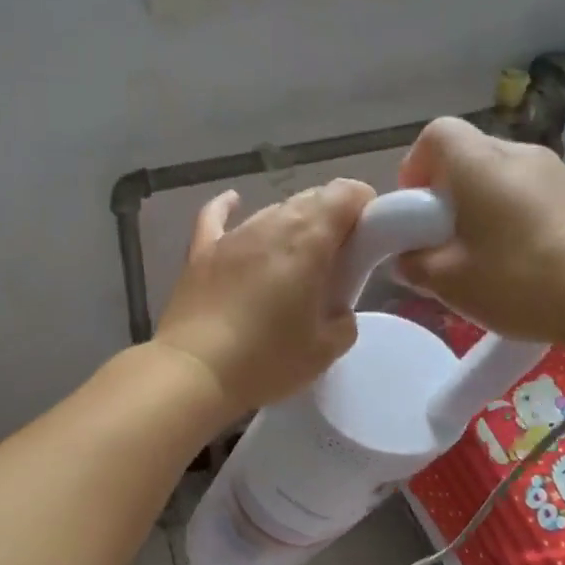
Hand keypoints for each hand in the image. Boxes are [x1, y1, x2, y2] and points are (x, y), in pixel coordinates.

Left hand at [154, 180, 375, 414]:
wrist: (195, 371)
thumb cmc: (266, 359)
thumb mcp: (324, 350)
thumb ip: (343, 321)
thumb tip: (337, 311)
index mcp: (309, 240)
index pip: (345, 194)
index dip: (363, 204)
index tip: (369, 232)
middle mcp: (272, 224)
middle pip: (310, 199)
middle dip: (331, 217)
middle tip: (337, 256)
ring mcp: (233, 235)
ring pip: (272, 210)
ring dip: (291, 224)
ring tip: (296, 256)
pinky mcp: (202, 250)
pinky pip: (216, 216)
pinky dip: (229, 208)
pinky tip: (234, 202)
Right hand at [395, 117, 564, 361]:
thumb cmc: (520, 281)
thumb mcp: (450, 282)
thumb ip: (416, 264)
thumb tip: (407, 259)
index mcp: (479, 165)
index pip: (436, 134)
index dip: (416, 166)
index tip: (416, 210)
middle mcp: (519, 154)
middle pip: (470, 155)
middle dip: (449, 192)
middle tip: (446, 239)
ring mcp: (559, 172)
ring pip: (504, 176)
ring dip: (485, 205)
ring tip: (486, 255)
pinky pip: (535, 193)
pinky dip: (518, 215)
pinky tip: (525, 260)